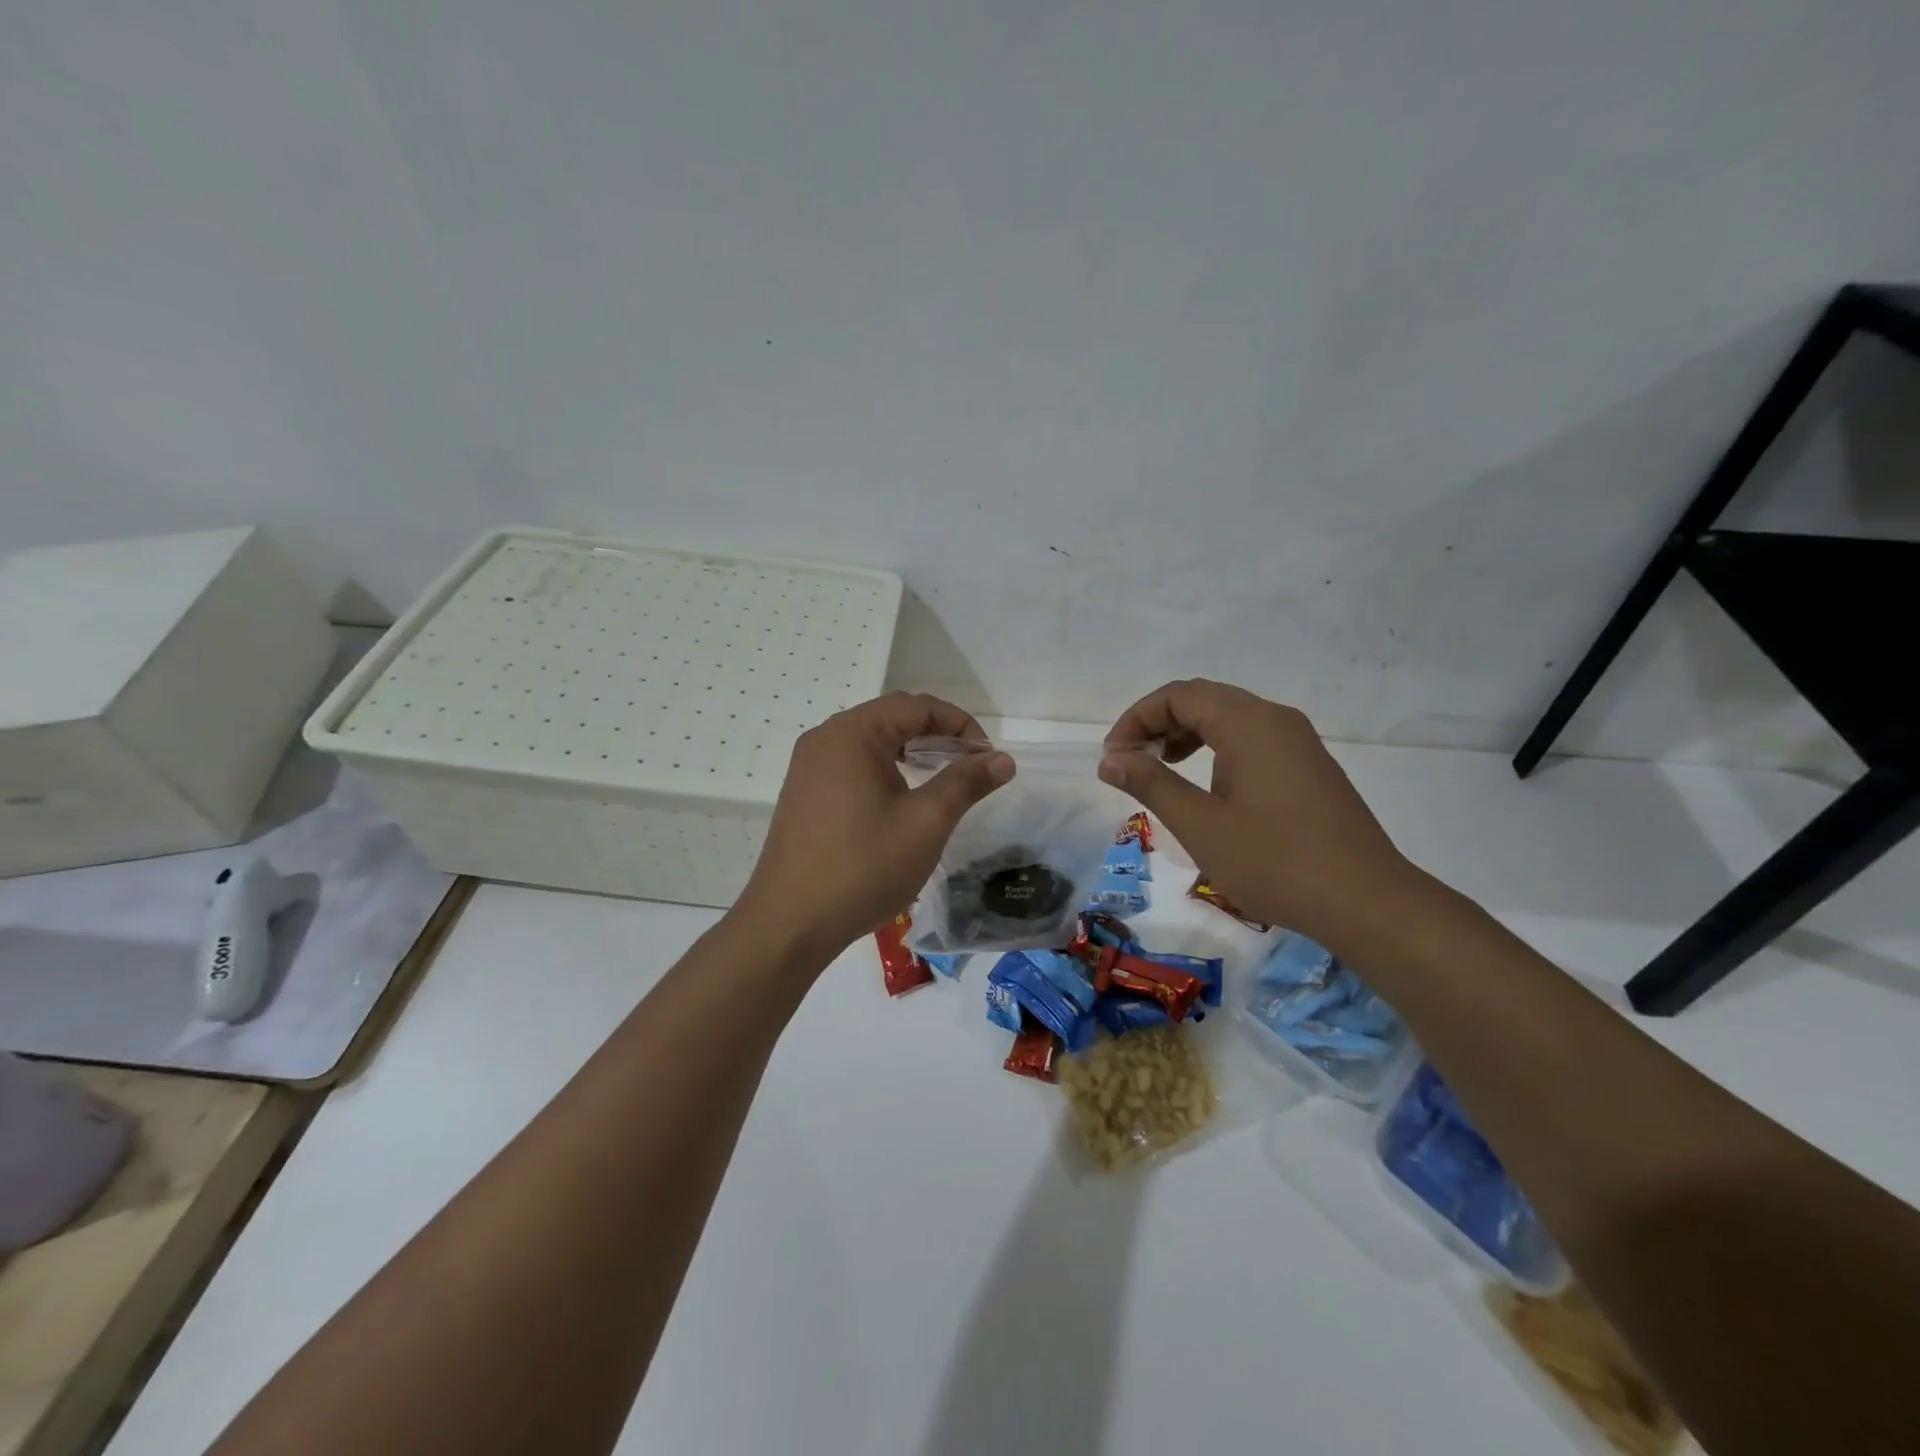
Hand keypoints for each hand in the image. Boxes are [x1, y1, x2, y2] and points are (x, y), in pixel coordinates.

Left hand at [736, 692, 1013, 961]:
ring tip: (943, 780)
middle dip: (937, 735)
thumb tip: (1001, 758)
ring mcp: (809, 766)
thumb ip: (965, 783)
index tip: (987, 756)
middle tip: (970, 766)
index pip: (916, 706)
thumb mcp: (926, 823)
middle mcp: (825, 738)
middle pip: (892, 718)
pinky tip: (901, 800)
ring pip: (871, 742)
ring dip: (911, 752)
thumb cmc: (863, 867)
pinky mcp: (803, 793)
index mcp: (852, 734)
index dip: (960, 723)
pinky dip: (885, 770)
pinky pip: (852, 764)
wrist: (790, 923)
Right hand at [1099, 680, 1418, 946]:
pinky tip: (1207, 788)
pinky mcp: (1310, 768)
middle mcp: (1276, 719)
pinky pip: (1252, 741)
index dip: (1137, 718)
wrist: (1367, 902)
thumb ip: (1151, 784)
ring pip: (1230, 720)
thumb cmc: (1275, 862)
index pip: (1179, 695)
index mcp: (1249, 723)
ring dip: (1187, 736)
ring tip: (1160, 771)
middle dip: (1158, 724)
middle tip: (1129, 762)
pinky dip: (1216, 751)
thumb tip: (1111, 759)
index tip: (1113, 757)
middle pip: (1204, 700)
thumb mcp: (1200, 825)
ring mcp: (1299, 743)